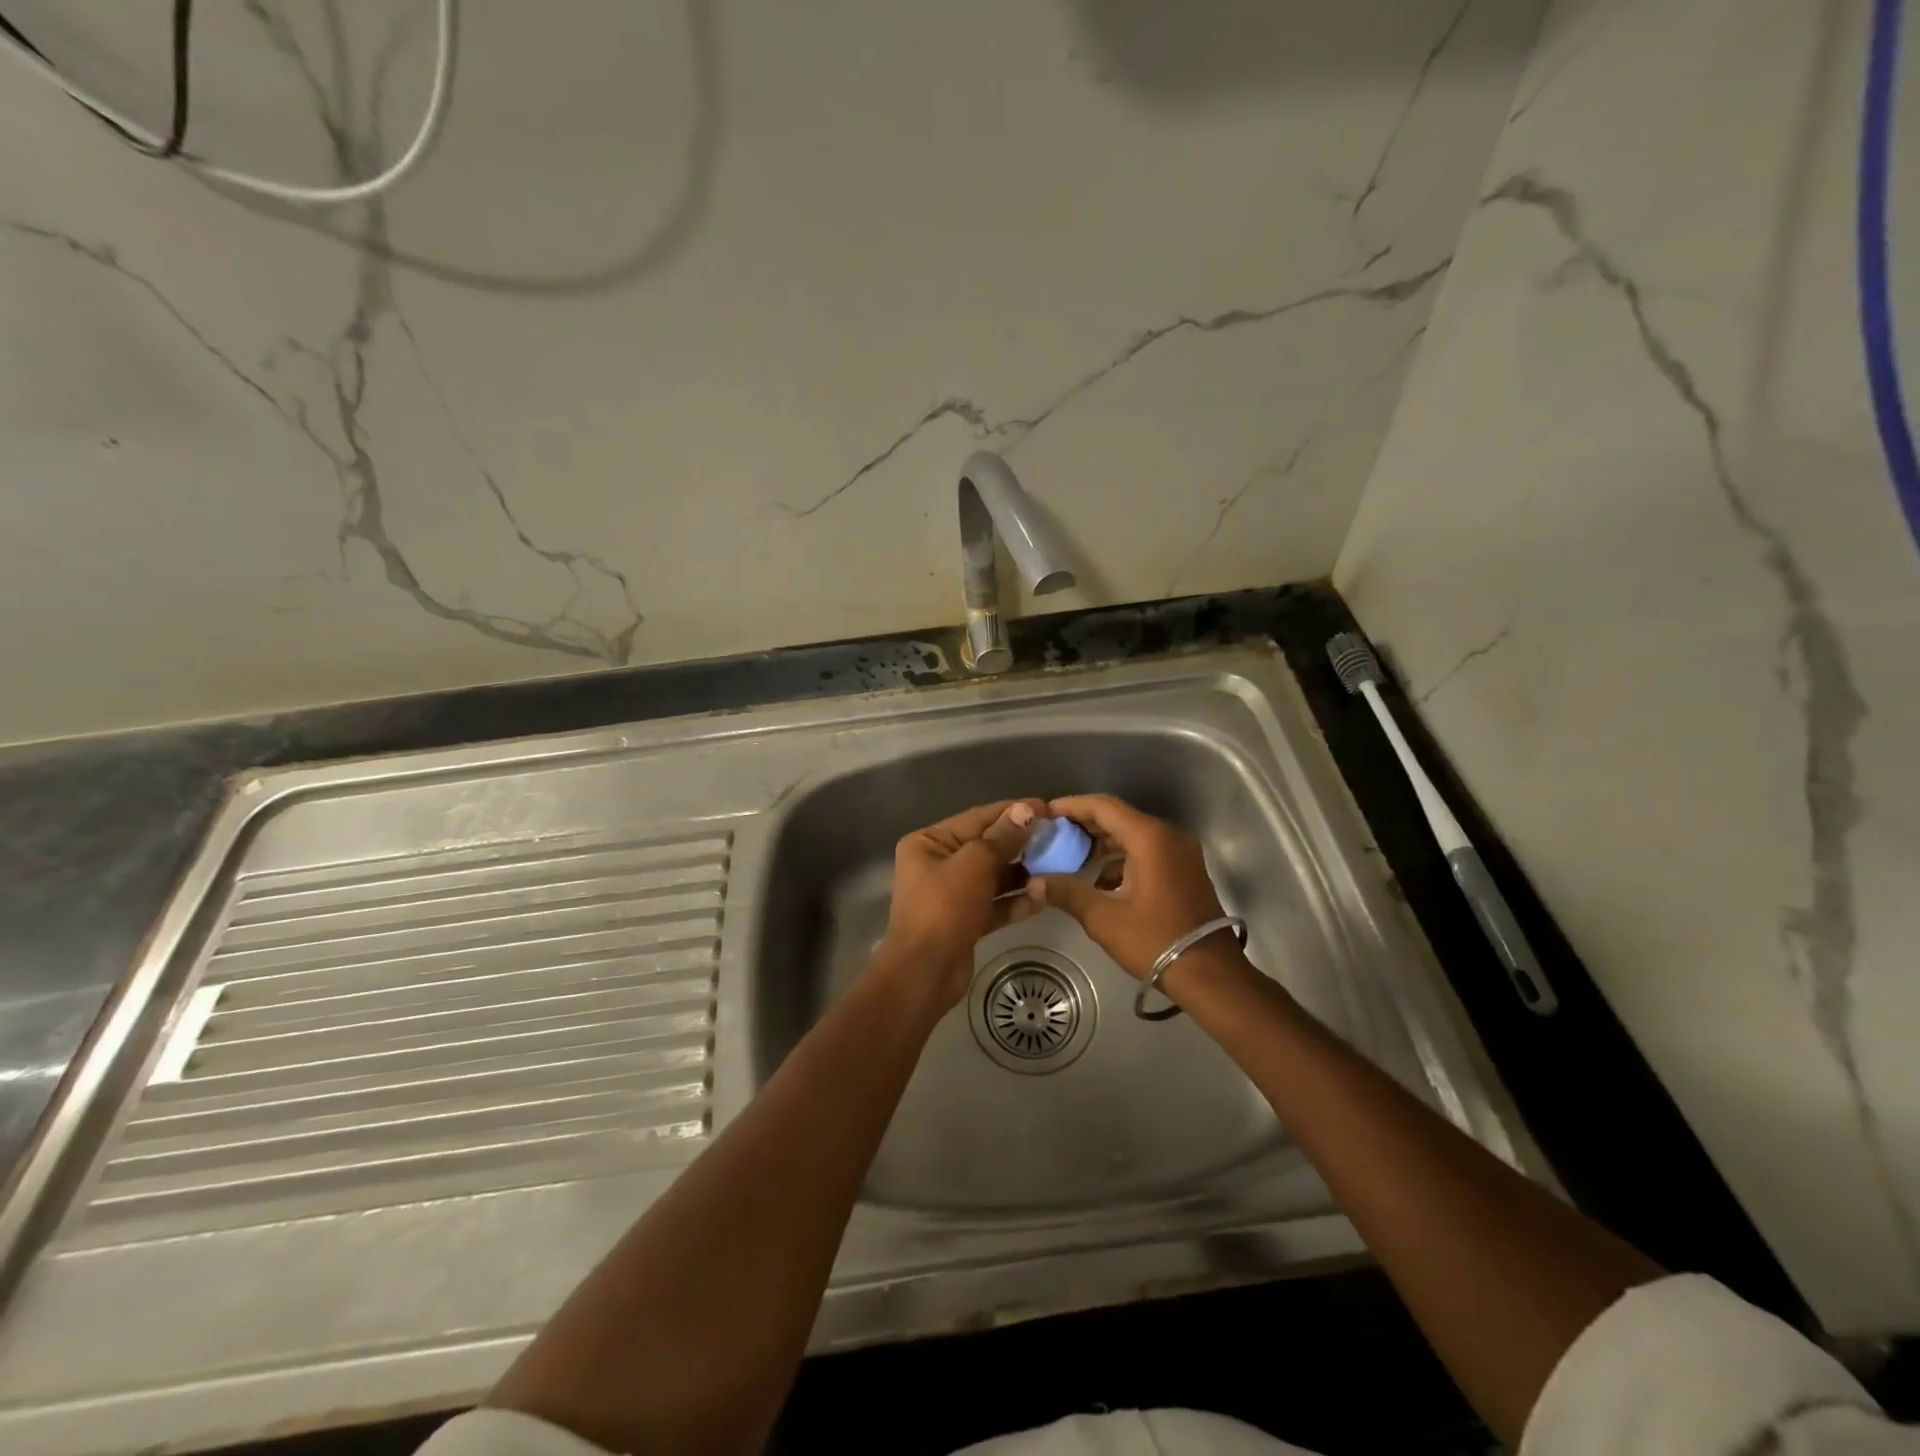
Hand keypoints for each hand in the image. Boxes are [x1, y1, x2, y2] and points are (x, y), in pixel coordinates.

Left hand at [878, 799, 1044, 1006]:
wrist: (925, 973)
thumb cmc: (944, 908)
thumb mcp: (974, 864)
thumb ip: (1001, 838)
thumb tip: (1025, 810)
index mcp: (929, 842)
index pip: (977, 818)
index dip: (1012, 812)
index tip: (1047, 808)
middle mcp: (937, 864)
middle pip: (986, 846)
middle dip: (1021, 844)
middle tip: (1058, 838)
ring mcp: (951, 894)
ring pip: (993, 877)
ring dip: (1022, 874)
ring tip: (1057, 867)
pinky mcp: (965, 920)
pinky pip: (994, 904)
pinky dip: (1016, 901)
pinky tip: (1043, 897)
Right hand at [1024, 794, 1228, 978]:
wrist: (1210, 974)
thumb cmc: (1155, 941)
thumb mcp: (1104, 918)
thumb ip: (1067, 893)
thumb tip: (1035, 882)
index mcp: (1149, 838)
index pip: (1104, 807)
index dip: (1072, 806)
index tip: (1046, 813)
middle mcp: (1168, 836)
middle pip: (1119, 817)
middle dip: (1084, 824)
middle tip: (1053, 835)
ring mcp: (1180, 852)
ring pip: (1133, 834)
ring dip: (1103, 843)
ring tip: (1071, 857)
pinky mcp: (1184, 869)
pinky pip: (1147, 850)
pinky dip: (1121, 858)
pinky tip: (1100, 881)